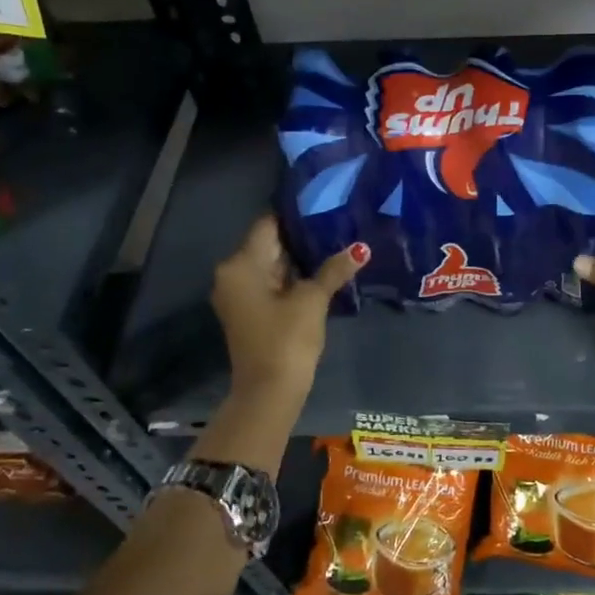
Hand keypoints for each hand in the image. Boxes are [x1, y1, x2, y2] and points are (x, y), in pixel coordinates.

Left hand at [211, 216, 364, 405]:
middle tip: (339, 220)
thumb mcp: (312, 300)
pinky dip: (294, 277)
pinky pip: (273, 283)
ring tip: (337, 241)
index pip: (268, 224)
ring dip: (301, 258)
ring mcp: (240, 295)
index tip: (326, 202)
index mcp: (240, 265)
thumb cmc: (286, 339)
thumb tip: (361, 248)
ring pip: (273, 264)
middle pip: (270, 244)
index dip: (297, 213)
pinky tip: (324, 270)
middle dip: (303, 236)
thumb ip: (333, 270)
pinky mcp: (251, 311)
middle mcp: (233, 274)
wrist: (269, 392)